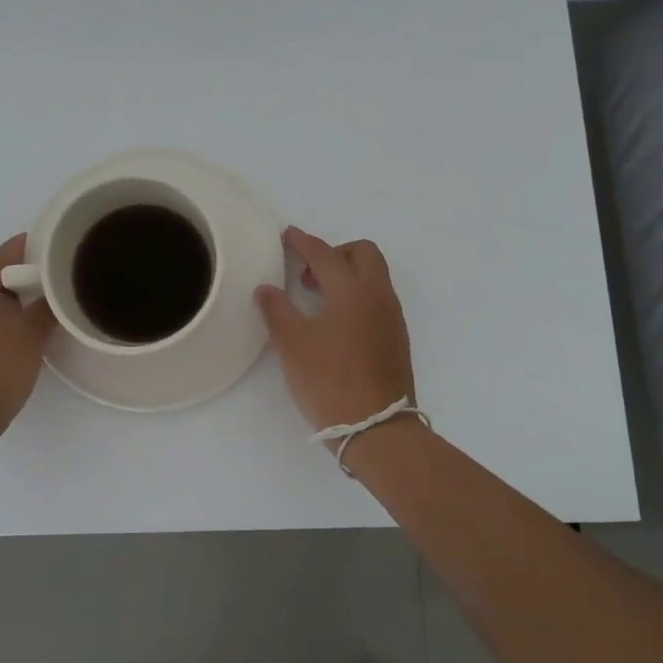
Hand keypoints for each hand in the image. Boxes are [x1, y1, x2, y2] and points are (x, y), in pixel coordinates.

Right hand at [255, 227, 415, 435]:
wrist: (377, 428)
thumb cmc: (330, 380)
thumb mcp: (293, 344)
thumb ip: (277, 310)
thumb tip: (266, 288)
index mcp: (352, 289)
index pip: (325, 254)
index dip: (303, 242)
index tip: (287, 235)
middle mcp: (378, 295)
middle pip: (363, 253)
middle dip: (335, 252)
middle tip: (308, 273)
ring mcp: (392, 317)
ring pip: (374, 276)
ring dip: (347, 274)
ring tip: (317, 299)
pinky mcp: (396, 338)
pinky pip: (377, 299)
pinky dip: (357, 295)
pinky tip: (336, 323)